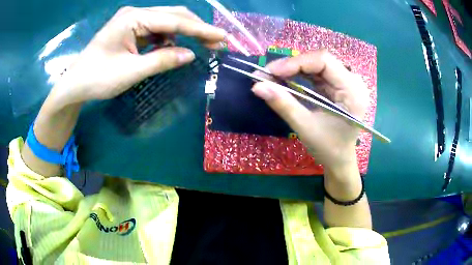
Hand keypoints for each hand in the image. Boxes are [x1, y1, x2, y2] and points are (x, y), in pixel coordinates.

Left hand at [50, 6, 226, 104]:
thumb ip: (162, 60)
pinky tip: (171, 48)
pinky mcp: (131, 29)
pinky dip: (168, 38)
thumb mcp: (131, 72)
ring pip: (166, 21)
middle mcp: (135, 14)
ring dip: (184, 33)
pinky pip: (156, 29)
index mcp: (133, 19)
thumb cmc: (97, 79)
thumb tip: (190, 55)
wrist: (75, 85)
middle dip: (196, 28)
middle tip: (216, 42)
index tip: (222, 36)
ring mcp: (132, 20)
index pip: (174, 21)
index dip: (200, 30)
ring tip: (200, 46)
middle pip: (173, 15)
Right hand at [252, 50, 368, 168]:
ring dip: (293, 69)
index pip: (324, 61)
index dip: (296, 62)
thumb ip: (283, 104)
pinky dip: (299, 75)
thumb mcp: (306, 127)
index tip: (270, 72)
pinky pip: (317, 73)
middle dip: (292, 65)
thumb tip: (257, 86)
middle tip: (267, 74)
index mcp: (353, 91)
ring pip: (316, 64)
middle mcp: (353, 81)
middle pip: (320, 60)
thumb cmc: (329, 148)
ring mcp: (346, 82)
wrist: (340, 160)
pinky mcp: (338, 85)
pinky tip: (285, 79)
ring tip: (272, 76)